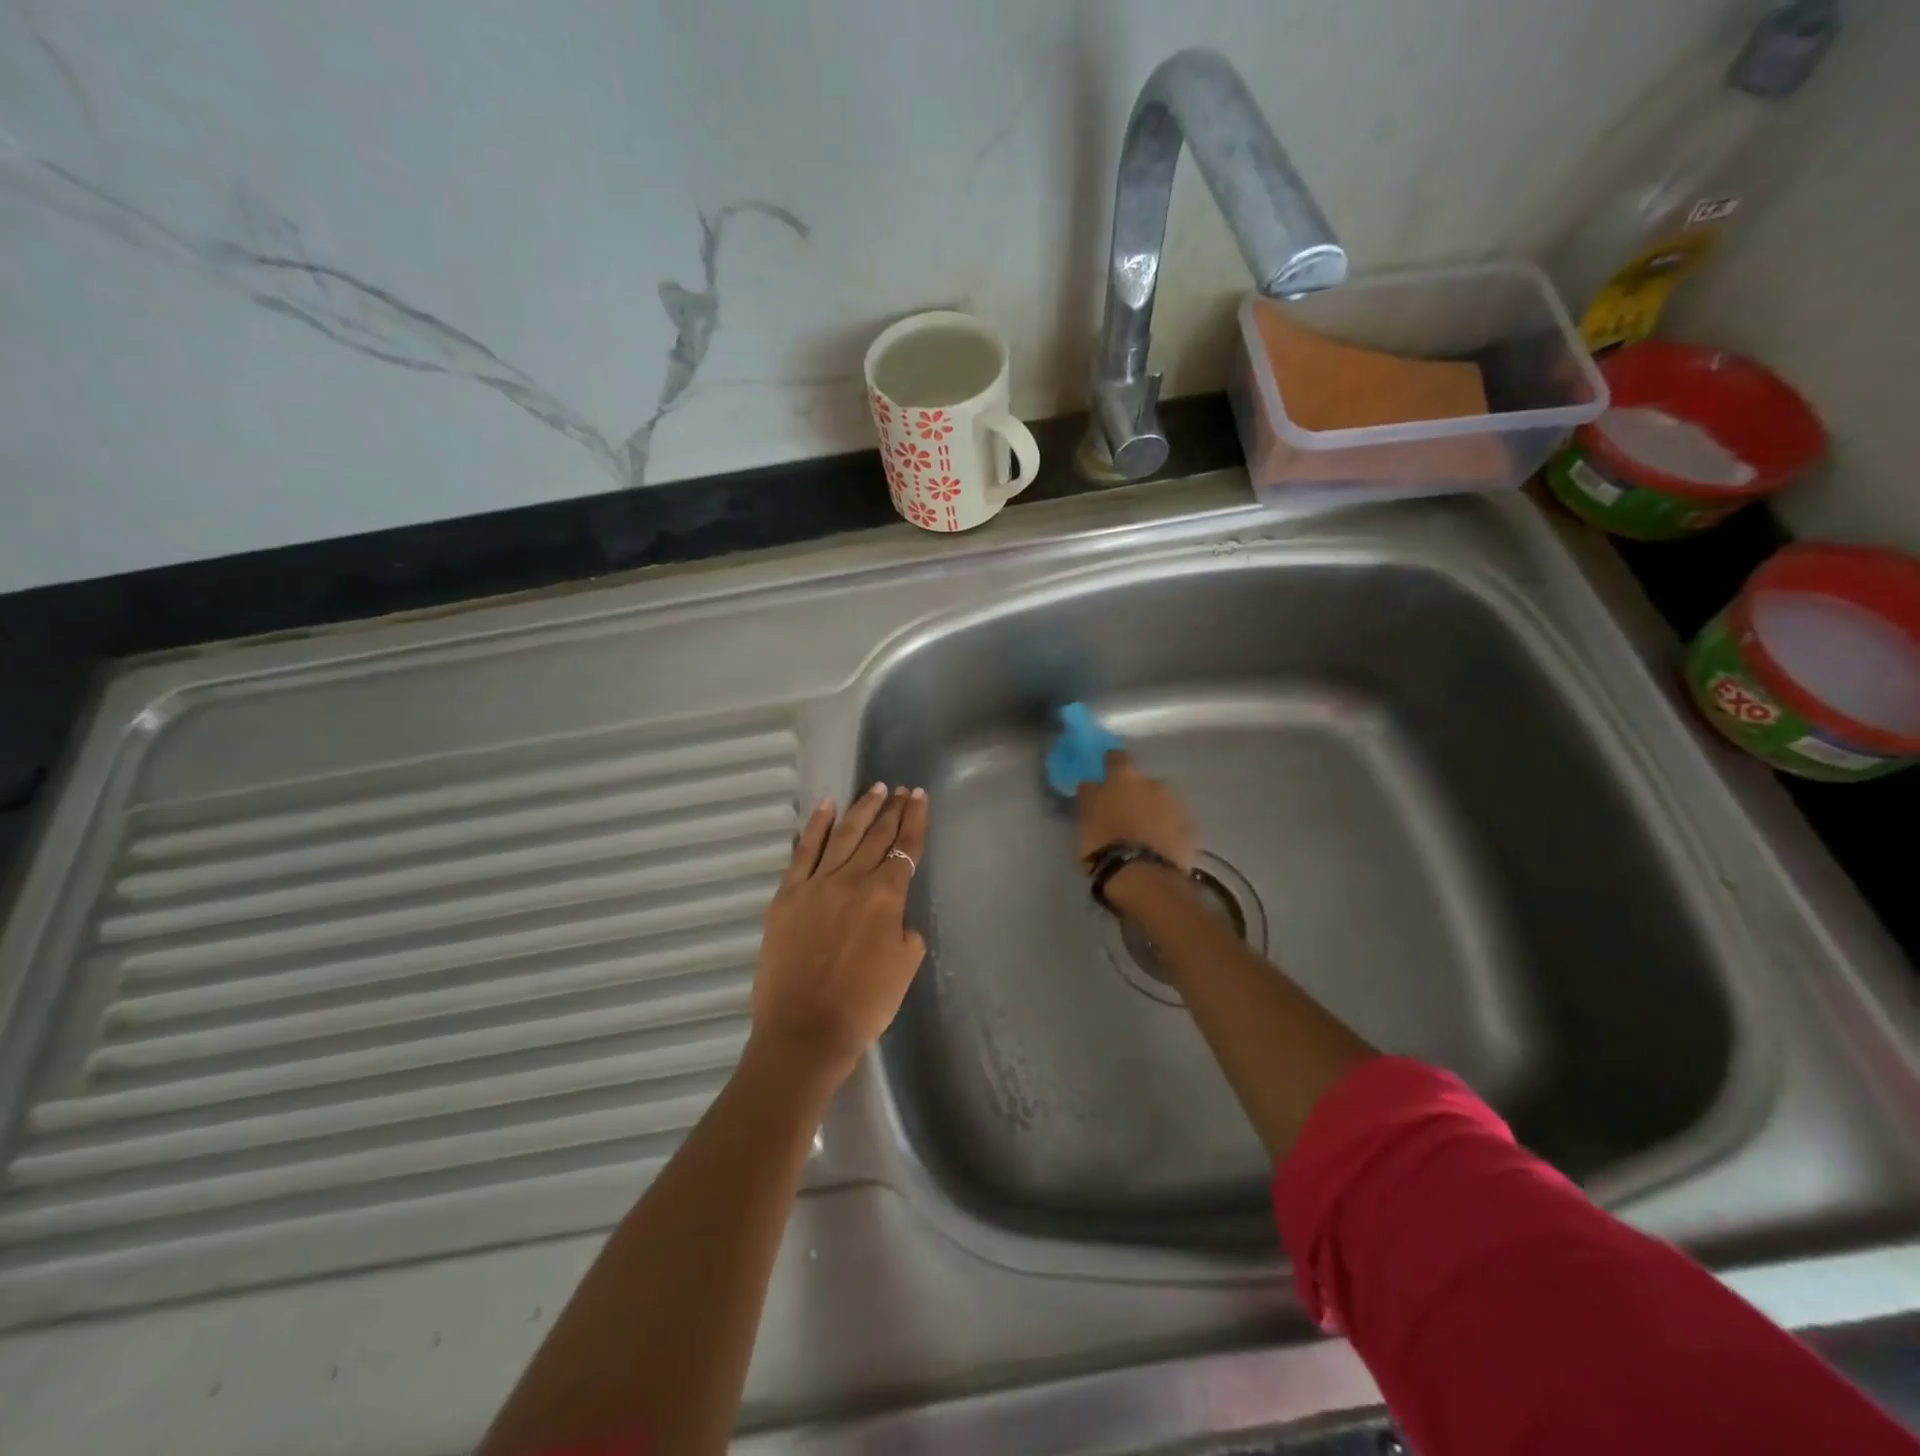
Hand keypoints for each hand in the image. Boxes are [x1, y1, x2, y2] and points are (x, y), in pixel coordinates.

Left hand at [751, 783, 928, 1083]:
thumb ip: (906, 931)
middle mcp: (853, 880)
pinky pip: (804, 852)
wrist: (805, 1030)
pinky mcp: (787, 895)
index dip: (915, 821)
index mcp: (886, 897)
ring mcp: (816, 884)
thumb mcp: (904, 967)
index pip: (905, 849)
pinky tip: (826, 806)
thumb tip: (895, 915)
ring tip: (875, 789)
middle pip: (877, 836)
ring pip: (843, 835)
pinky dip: (816, 826)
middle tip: (902, 789)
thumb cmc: (864, 1005)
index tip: (919, 797)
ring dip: (861, 809)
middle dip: (892, 810)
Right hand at [1076, 752, 1194, 870]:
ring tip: (1141, 832)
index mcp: (1125, 777)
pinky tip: (1157, 845)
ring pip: (1160, 802)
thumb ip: (1090, 795)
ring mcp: (1176, 805)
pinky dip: (1165, 828)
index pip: (1117, 757)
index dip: (1110, 764)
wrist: (1144, 876)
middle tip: (1123, 812)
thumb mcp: (1086, 819)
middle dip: (1134, 793)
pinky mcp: (1190, 828)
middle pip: (1141, 782)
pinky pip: (1173, 822)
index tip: (1105, 773)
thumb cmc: (1105, 844)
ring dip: (1151, 811)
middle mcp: (1154, 783)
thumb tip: (1092, 783)